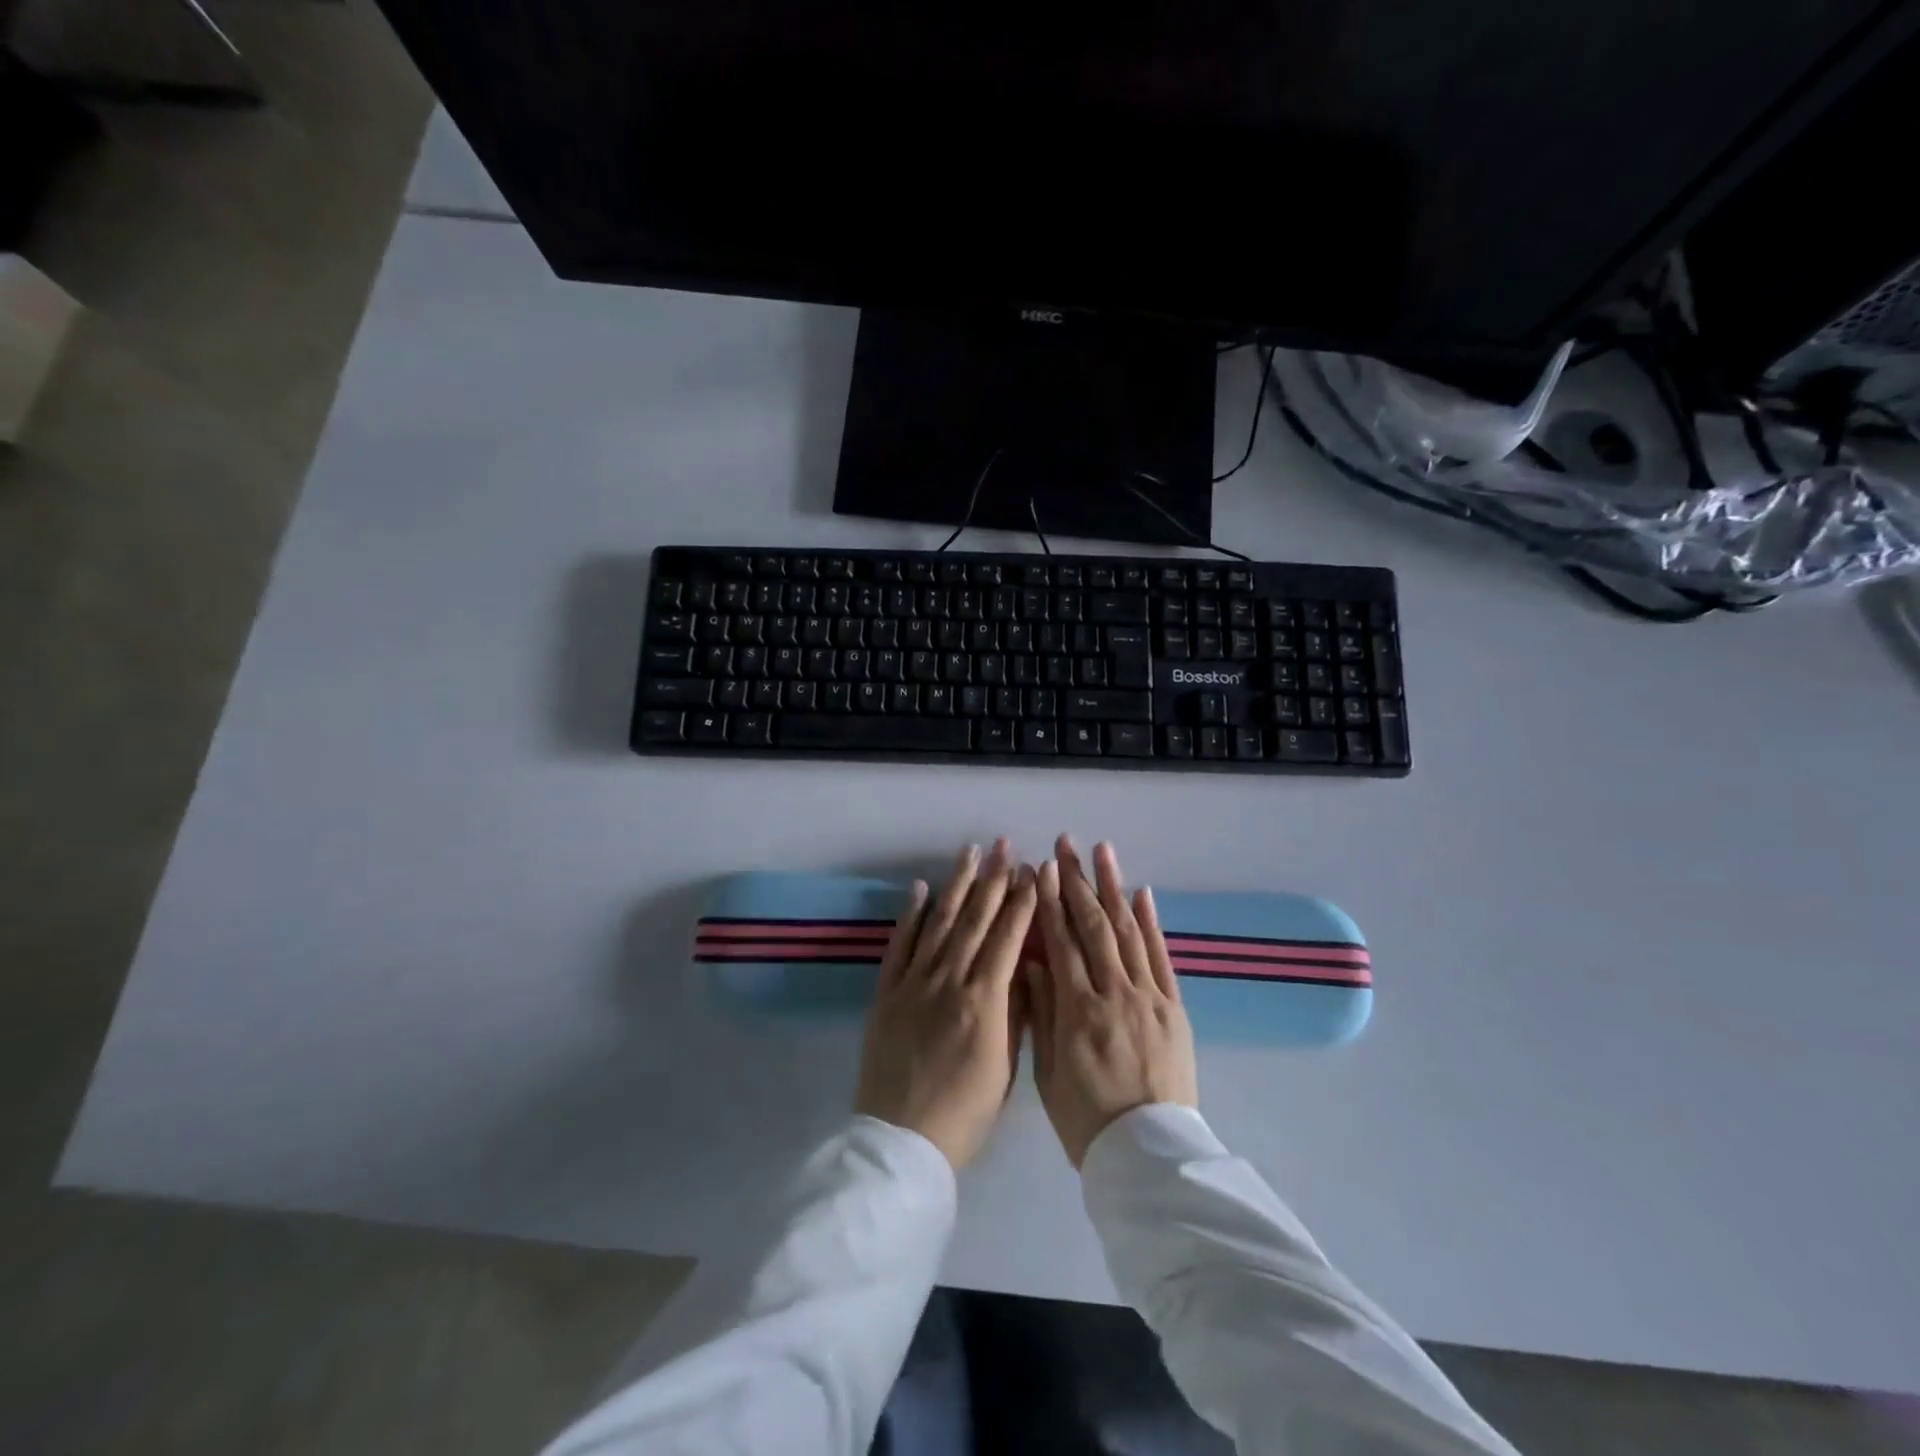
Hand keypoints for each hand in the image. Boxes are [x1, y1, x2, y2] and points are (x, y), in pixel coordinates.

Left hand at [854, 839, 1037, 1169]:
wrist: (901, 1141)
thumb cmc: (964, 1113)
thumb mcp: (1005, 1068)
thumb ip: (1016, 1014)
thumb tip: (1025, 968)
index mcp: (984, 1001)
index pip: (1007, 938)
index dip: (1021, 902)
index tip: (1031, 871)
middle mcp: (949, 981)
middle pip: (974, 920)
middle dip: (992, 879)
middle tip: (1004, 845)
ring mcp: (914, 983)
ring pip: (939, 923)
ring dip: (956, 885)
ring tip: (969, 852)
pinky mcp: (886, 992)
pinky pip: (900, 945)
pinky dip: (911, 915)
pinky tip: (921, 889)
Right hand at [1028, 837, 1198, 1167]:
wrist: (1151, 1156)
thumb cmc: (1088, 1121)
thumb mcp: (1049, 1073)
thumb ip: (1044, 1012)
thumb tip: (1033, 961)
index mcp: (1079, 1011)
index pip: (1061, 942)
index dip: (1049, 902)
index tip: (1041, 869)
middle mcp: (1115, 993)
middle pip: (1094, 925)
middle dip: (1077, 880)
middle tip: (1065, 844)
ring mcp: (1149, 997)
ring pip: (1128, 931)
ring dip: (1114, 887)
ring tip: (1102, 851)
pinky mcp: (1174, 1008)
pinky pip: (1162, 957)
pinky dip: (1151, 923)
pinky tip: (1142, 893)